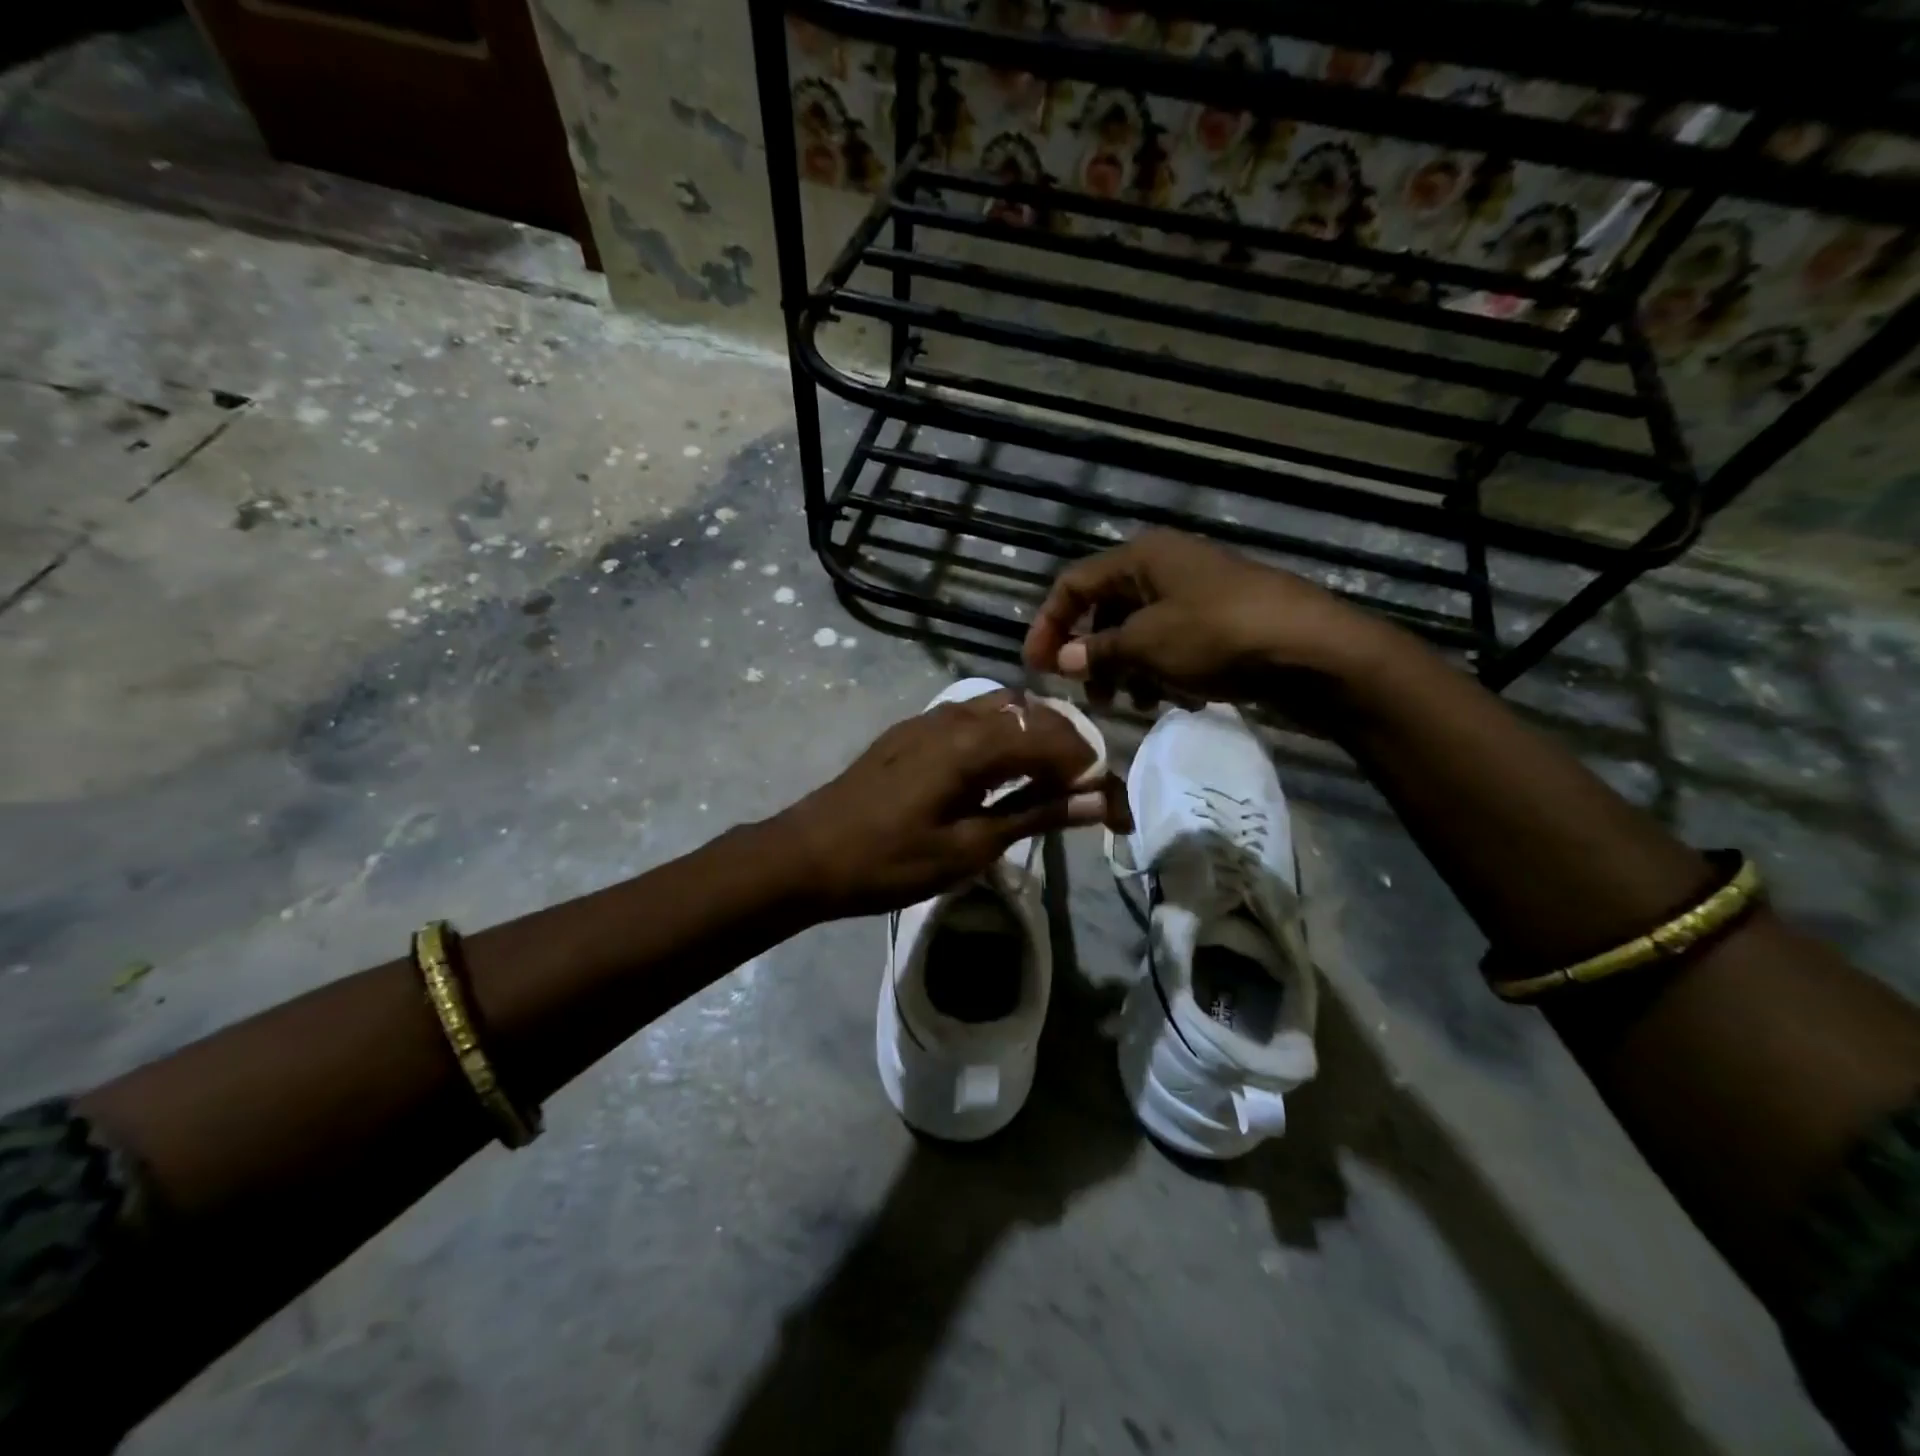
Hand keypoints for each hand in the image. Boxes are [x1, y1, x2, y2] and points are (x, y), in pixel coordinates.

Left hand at [775, 689, 1121, 917]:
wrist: (808, 854)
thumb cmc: (890, 861)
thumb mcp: (969, 848)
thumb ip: (1035, 815)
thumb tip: (1098, 801)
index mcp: (974, 743)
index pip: (1056, 739)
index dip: (1093, 771)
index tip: (1111, 811)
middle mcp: (956, 715)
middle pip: (1033, 713)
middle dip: (1069, 747)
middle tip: (1084, 794)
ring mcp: (930, 717)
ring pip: (1002, 707)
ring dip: (1034, 735)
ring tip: (1047, 781)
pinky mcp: (911, 730)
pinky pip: (972, 714)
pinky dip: (1002, 733)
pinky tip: (999, 770)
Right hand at [1022, 529, 1399, 719]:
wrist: (1311, 650)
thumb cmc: (1218, 635)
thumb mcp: (1148, 644)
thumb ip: (1100, 651)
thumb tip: (1065, 659)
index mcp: (1141, 557)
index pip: (1073, 584)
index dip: (1048, 624)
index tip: (1036, 668)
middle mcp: (1164, 568)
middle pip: (1106, 609)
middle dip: (1091, 653)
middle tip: (1087, 695)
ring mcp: (1194, 595)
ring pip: (1139, 632)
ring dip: (1126, 669)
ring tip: (1131, 705)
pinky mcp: (1218, 623)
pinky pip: (1171, 645)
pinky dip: (1160, 671)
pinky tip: (1172, 700)